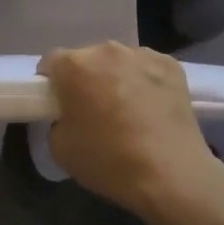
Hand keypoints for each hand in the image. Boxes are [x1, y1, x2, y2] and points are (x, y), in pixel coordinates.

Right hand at [38, 43, 223, 221]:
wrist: (171, 174)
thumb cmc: (108, 160)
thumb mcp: (60, 148)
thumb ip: (57, 120)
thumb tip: (70, 115)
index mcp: (74, 65)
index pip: (51, 62)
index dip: (51, 84)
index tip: (58, 105)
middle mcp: (107, 50)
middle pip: (87, 59)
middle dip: (86, 79)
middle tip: (93, 111)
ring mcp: (142, 55)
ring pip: (119, 62)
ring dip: (116, 78)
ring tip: (128, 111)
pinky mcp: (171, 65)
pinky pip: (147, 69)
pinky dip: (145, 82)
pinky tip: (152, 109)